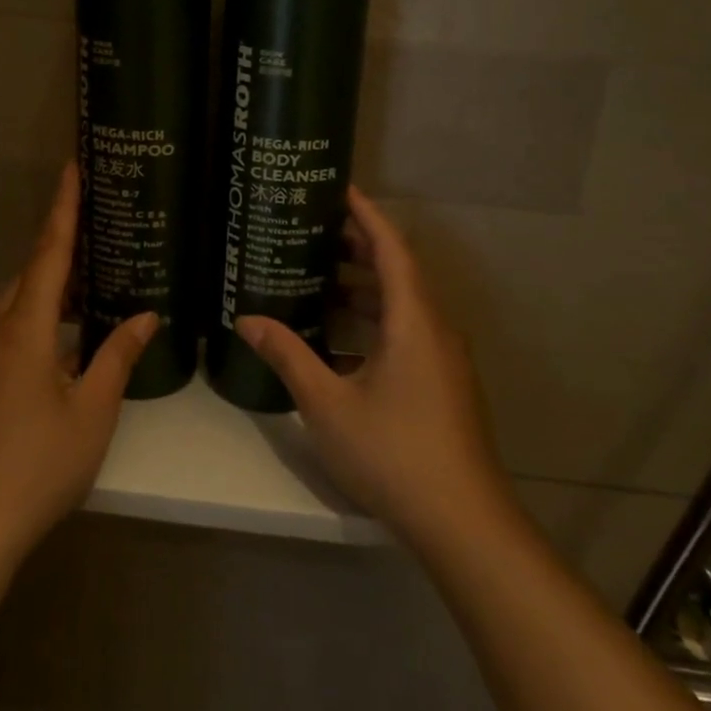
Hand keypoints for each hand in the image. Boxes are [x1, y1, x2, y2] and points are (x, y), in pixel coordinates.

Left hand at [0, 163, 155, 567]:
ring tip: (84, 308)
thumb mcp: (92, 411)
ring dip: (45, 303)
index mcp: (22, 329)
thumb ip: (118, 356)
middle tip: (99, 253)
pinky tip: (53, 361)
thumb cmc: (37, 465)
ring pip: (11, 312)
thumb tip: (144, 317)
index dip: (63, 208)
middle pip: (28, 280)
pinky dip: (29, 332)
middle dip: (60, 262)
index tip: (70, 167)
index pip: (48, 253)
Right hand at [234, 186, 513, 556]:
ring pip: (403, 306)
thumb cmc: (393, 452)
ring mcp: (443, 359)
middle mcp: (435, 329)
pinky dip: (374, 323)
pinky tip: (338, 341)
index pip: (391, 248)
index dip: (366, 214)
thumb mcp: (327, 403)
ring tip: (317, 279)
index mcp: (413, 321)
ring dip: (364, 289)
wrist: (462, 522)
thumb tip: (248, 320)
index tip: (339, 188)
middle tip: (313, 231)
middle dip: (358, 248)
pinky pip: (407, 333)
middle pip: (398, 272)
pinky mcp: (443, 384)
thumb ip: (288, 355)